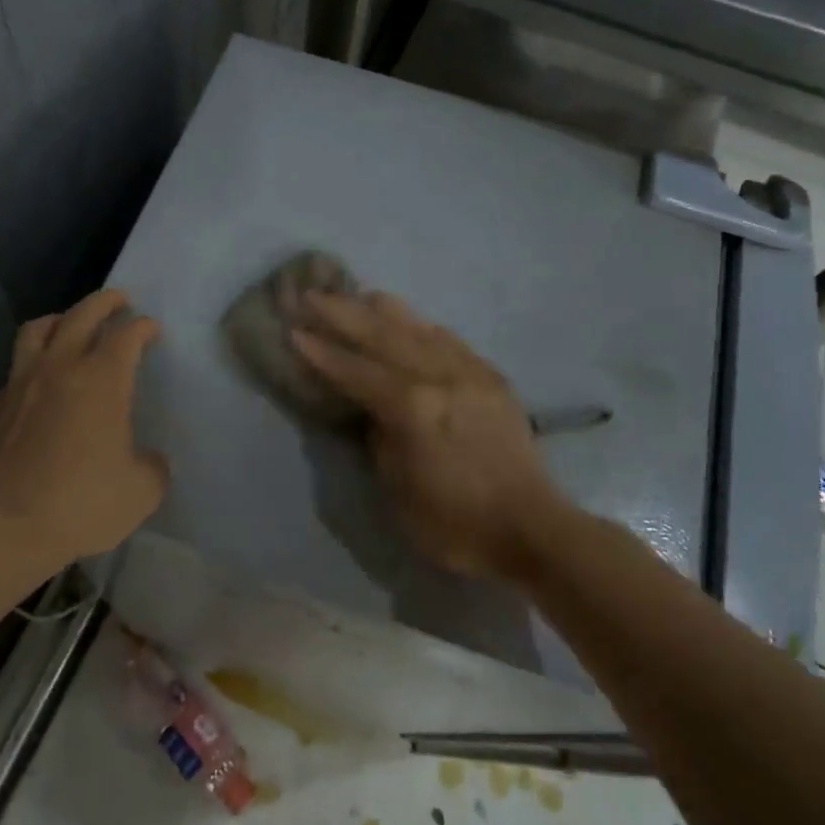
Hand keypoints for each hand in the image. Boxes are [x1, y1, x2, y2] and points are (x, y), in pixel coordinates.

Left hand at [0, 289, 167, 565]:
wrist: (4, 528)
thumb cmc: (81, 504)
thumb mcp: (141, 491)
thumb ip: (152, 466)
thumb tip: (146, 458)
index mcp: (102, 381)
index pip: (126, 336)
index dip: (143, 327)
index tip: (152, 330)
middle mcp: (59, 369)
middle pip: (81, 315)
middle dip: (104, 302)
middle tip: (119, 300)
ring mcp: (20, 385)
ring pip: (37, 331)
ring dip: (59, 319)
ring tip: (70, 323)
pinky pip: (15, 373)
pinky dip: (31, 367)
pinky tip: (37, 386)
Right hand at [291, 291, 562, 580]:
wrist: (530, 529)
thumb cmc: (455, 522)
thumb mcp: (398, 489)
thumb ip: (381, 438)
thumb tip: (372, 410)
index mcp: (412, 408)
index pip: (356, 371)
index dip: (323, 352)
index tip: (295, 330)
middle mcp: (440, 378)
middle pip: (384, 336)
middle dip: (344, 314)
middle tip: (314, 295)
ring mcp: (470, 373)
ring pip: (419, 329)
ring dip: (384, 310)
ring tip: (358, 294)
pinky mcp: (491, 379)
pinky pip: (451, 341)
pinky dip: (422, 327)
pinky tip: (410, 321)